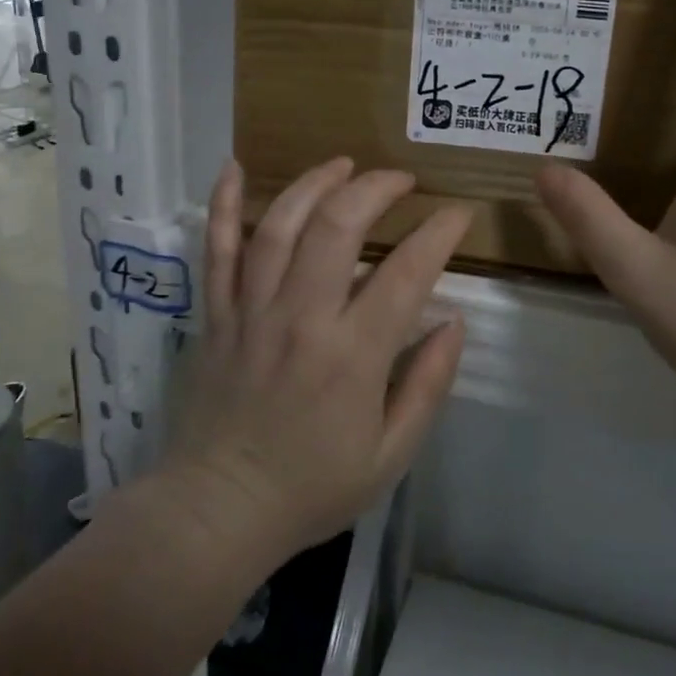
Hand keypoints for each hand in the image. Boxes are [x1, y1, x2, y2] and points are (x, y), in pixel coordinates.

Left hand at [164, 159, 470, 558]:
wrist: (218, 510)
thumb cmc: (312, 487)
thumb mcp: (391, 455)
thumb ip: (428, 385)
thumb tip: (453, 323)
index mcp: (353, 355)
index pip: (407, 272)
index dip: (440, 232)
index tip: (458, 213)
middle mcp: (302, 319)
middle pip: (338, 227)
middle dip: (375, 189)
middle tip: (400, 180)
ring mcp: (252, 311)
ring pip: (281, 226)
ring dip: (314, 184)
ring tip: (343, 165)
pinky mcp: (217, 314)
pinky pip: (217, 250)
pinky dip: (224, 206)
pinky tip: (234, 168)